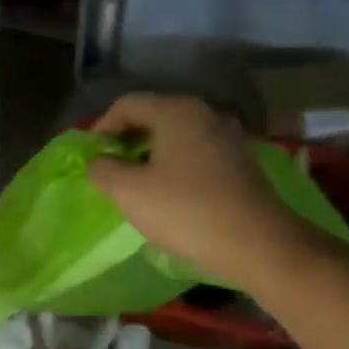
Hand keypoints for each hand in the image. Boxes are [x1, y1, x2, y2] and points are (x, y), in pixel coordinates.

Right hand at [87, 93, 313, 290]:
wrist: (257, 243)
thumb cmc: (185, 211)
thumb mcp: (129, 191)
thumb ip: (103, 169)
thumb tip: (99, 161)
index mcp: (176, 111)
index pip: (127, 104)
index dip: (101, 127)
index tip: (91, 156)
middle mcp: (205, 115)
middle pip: (154, 117)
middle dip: (126, 141)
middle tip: (108, 169)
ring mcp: (227, 138)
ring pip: (175, 137)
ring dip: (149, 155)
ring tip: (134, 184)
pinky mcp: (240, 163)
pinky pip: (195, 154)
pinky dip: (173, 166)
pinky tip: (167, 194)